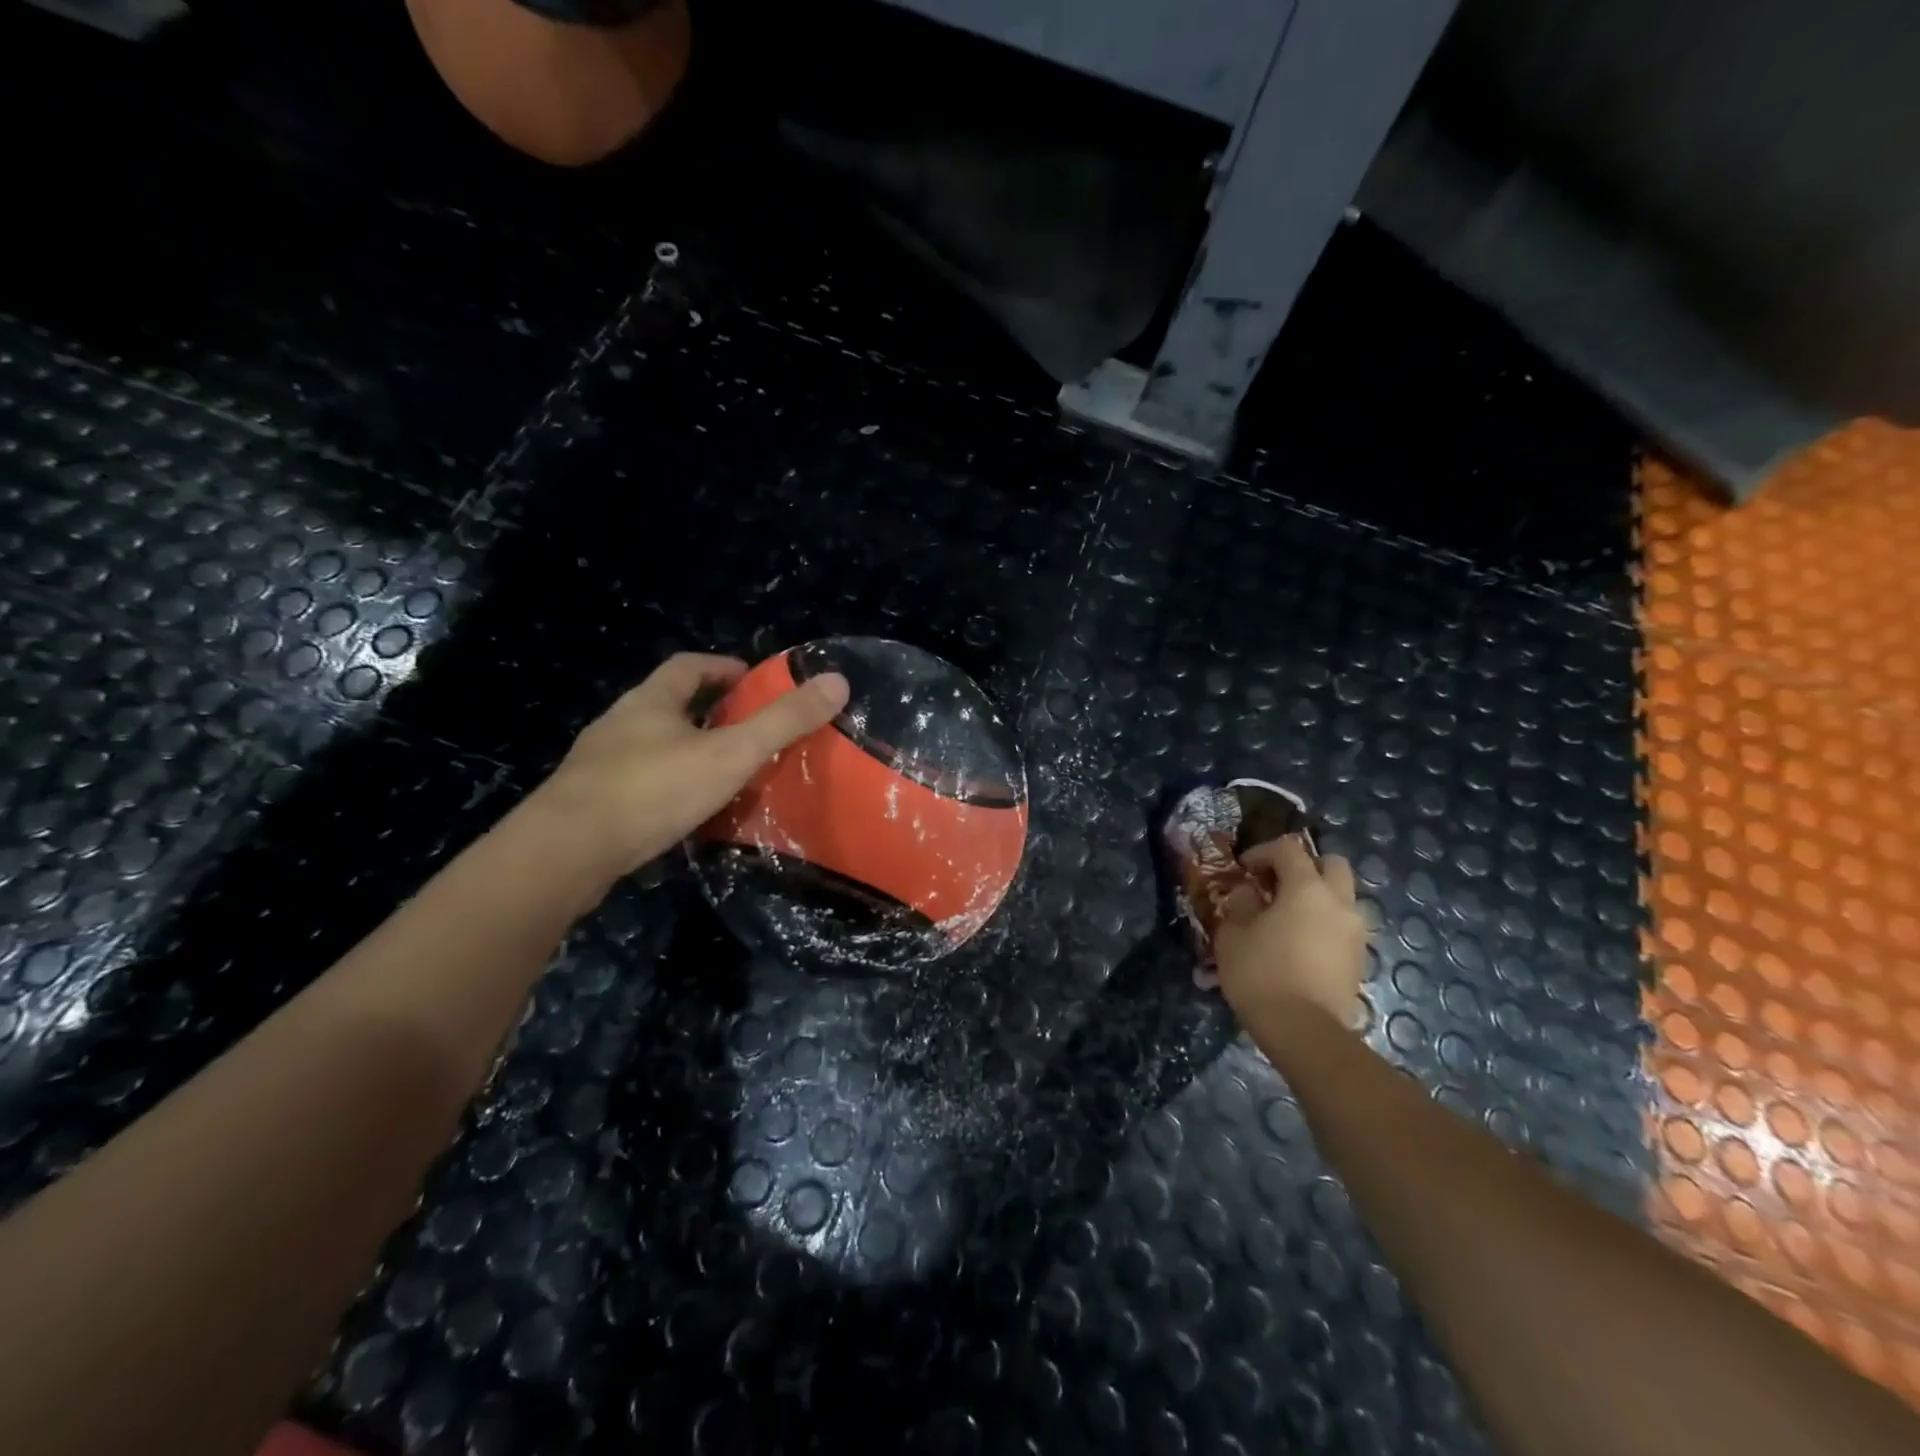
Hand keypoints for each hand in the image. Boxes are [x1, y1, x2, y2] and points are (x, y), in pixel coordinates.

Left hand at [533, 653, 849, 878]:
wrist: (566, 853)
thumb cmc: (653, 790)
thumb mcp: (730, 754)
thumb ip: (782, 722)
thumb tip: (837, 681)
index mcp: (650, 701)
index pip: (688, 666)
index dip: (723, 667)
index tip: (753, 681)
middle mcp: (620, 723)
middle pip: (669, 705)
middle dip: (709, 712)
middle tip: (748, 731)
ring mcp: (599, 764)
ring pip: (652, 746)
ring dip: (686, 751)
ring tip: (724, 773)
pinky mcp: (590, 803)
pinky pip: (638, 783)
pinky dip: (667, 787)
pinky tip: (685, 812)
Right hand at [1214, 836, 1367, 1030]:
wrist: (1304, 1031)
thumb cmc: (1261, 973)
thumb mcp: (1233, 935)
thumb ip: (1241, 906)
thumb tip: (1249, 894)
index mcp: (1307, 888)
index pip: (1288, 850)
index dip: (1263, 852)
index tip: (1244, 868)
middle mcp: (1339, 903)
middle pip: (1332, 864)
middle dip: (1306, 866)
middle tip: (1278, 883)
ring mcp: (1355, 932)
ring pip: (1343, 898)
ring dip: (1319, 898)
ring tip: (1289, 917)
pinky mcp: (1360, 959)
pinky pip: (1343, 927)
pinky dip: (1325, 925)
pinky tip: (1301, 944)